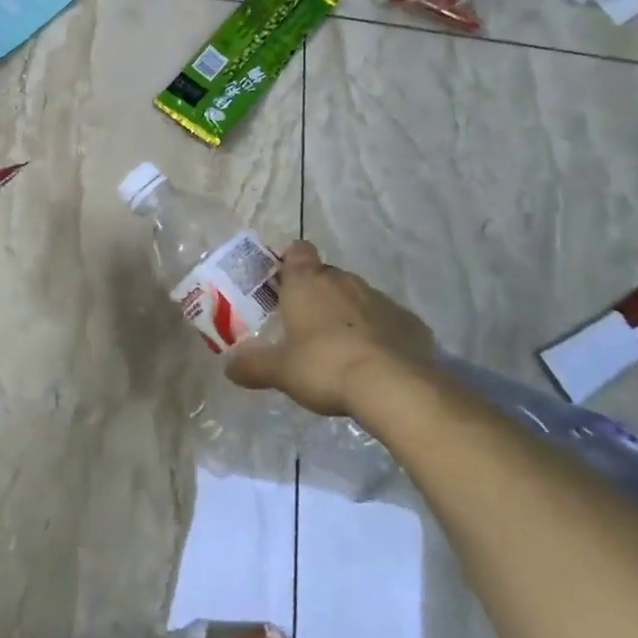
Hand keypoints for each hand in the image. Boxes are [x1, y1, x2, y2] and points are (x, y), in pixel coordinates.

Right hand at [226, 242, 433, 415]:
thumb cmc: (325, 366)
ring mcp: (379, 298)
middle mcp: (343, 280)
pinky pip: (387, 320)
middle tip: (307, 325)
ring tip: (341, 348)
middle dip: (318, 293)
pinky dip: (379, 333)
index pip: (297, 251)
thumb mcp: (280, 371)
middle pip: (327, 275)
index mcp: (307, 282)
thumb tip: (228, 367)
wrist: (394, 386)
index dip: (290, 262)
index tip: (283, 284)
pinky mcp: (410, 321)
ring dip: (349, 313)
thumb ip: (252, 366)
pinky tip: (375, 361)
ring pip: (358, 296)